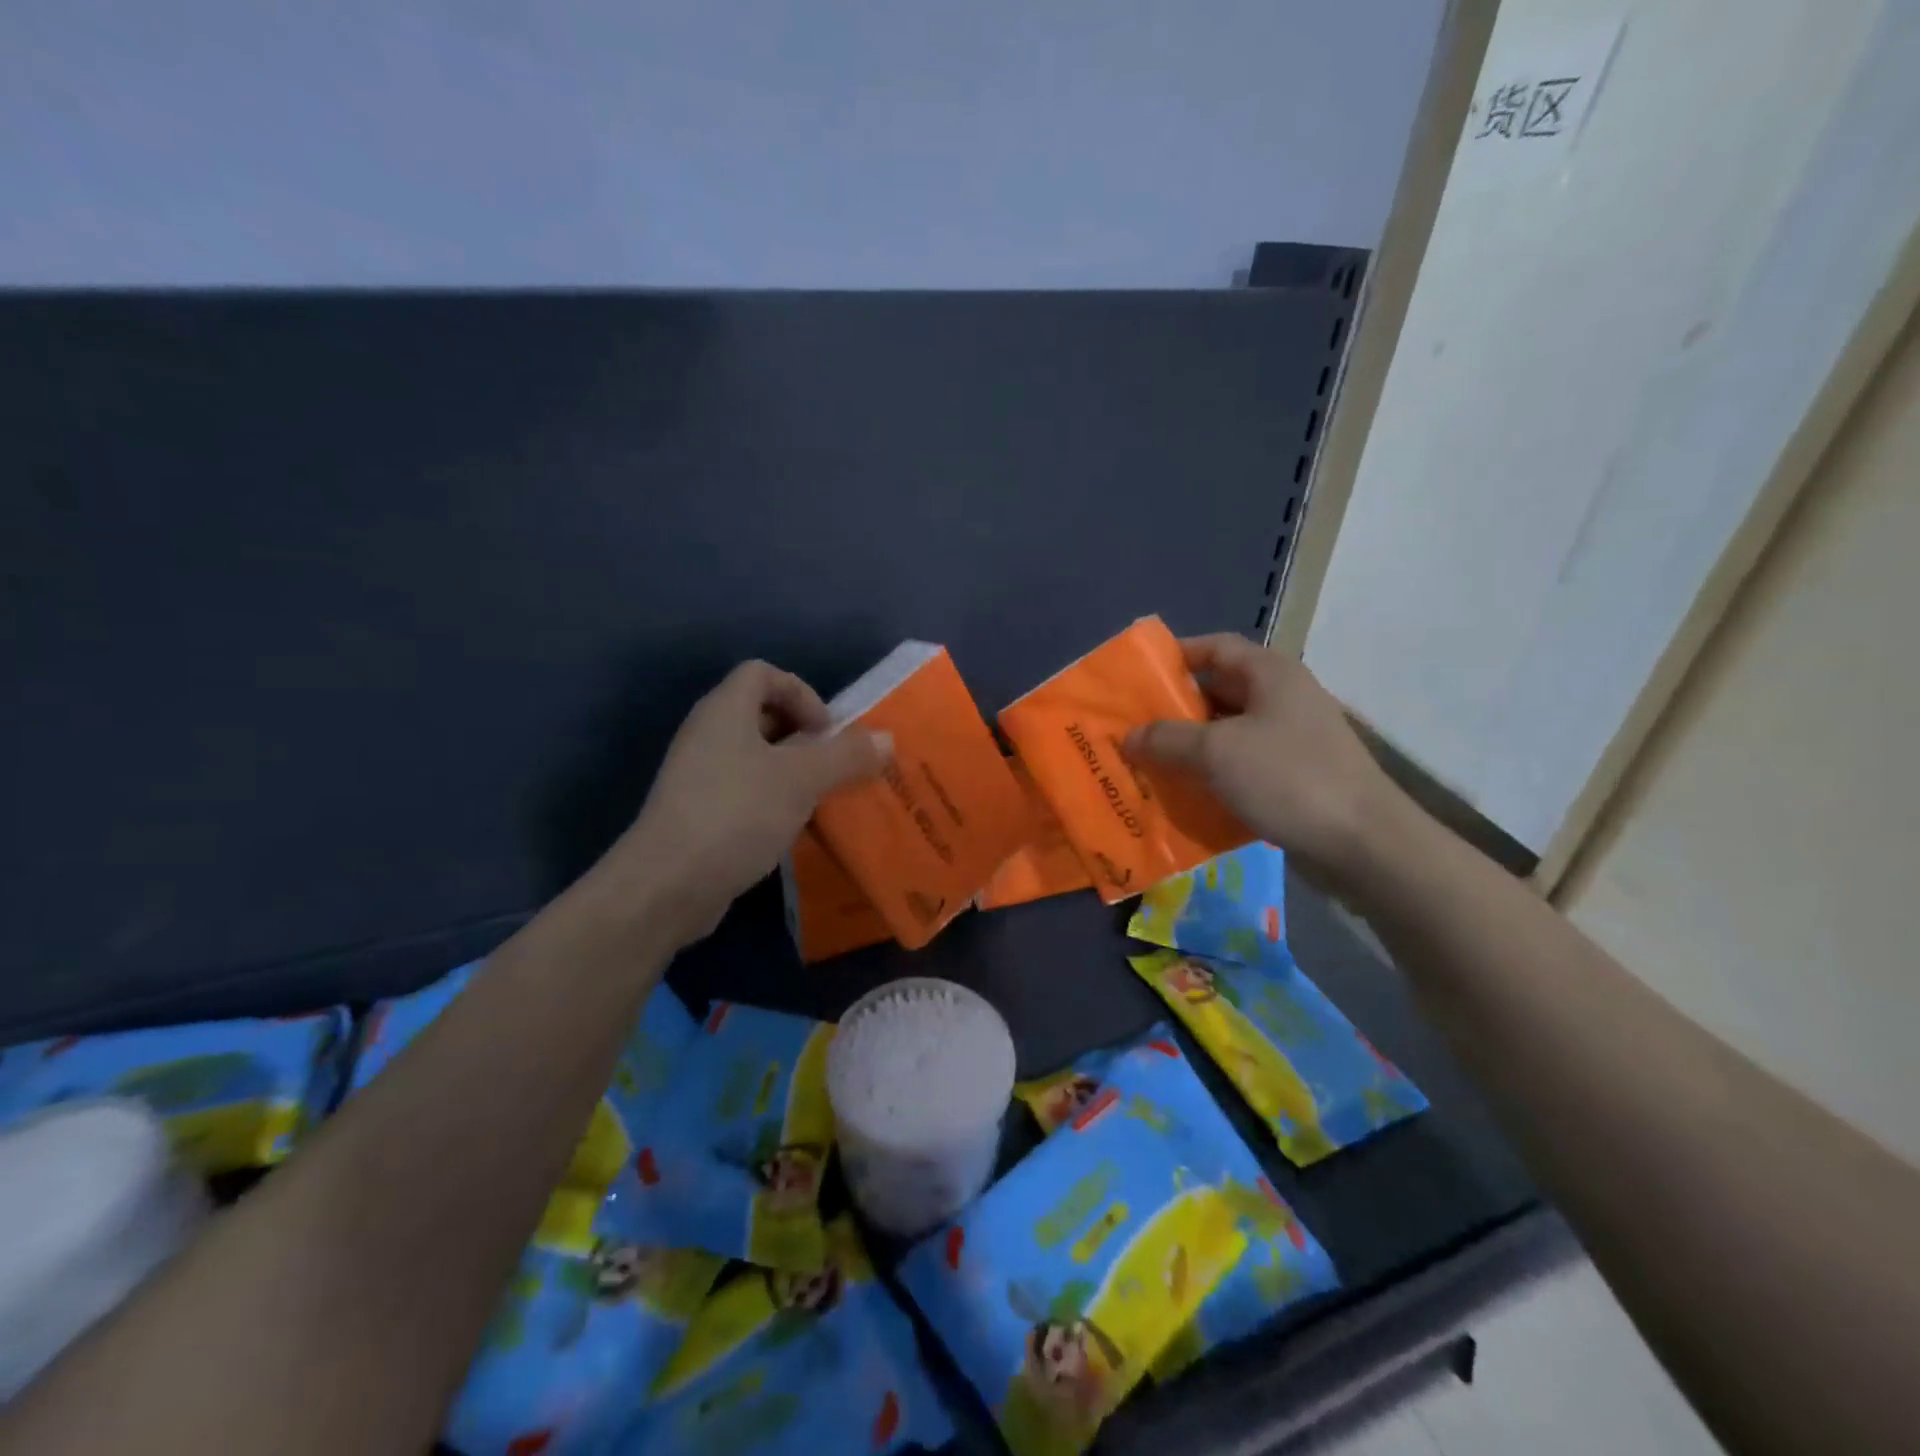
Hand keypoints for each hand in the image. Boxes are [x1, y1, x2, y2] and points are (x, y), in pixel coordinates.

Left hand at [612, 660, 889, 947]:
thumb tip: (886, 739)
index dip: (801, 693)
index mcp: (725, 710)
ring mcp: (699, 775)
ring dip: (791, 771)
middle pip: (760, 714)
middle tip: (830, 765)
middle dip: (803, 735)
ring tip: (819, 798)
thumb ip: (845, 756)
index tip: (826, 732)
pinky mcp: (698, 812)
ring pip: (754, 756)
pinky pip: (744, 790)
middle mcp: (707, 734)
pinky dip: (772, 799)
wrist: (667, 885)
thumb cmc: (736, 814)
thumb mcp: (801, 780)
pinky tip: (791, 828)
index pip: (763, 673)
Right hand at [1123, 634, 1406, 886]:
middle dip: (1174, 710)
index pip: (1215, 647)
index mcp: (1271, 674)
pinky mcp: (1294, 776)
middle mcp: (1282, 698)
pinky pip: (1241, 765)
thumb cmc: (1289, 779)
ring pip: (1227, 733)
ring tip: (1147, 763)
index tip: (1135, 678)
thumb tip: (1129, 737)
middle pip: (1217, 691)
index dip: (1174, 656)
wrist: (1364, 844)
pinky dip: (1211, 775)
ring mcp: (1291, 739)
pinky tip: (1183, 794)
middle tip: (1132, 728)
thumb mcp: (1217, 752)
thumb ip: (1166, 739)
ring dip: (1189, 747)